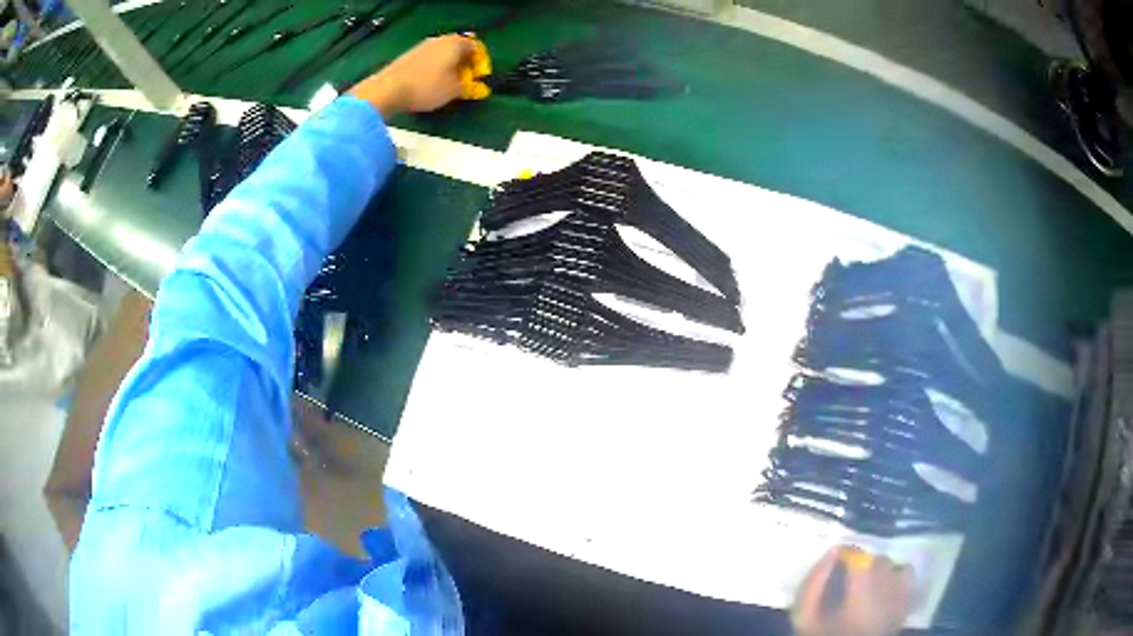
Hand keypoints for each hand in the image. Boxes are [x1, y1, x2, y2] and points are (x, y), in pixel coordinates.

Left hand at [348, 35, 486, 117]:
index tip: (479, 80)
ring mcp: (423, 46)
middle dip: (466, 65)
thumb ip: (470, 87)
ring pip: (444, 55)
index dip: (482, 65)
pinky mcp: (410, 55)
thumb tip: (478, 87)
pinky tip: (432, 83)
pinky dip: (436, 69)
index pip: (478, 48)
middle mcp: (440, 40)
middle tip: (466, 82)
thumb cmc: (427, 87)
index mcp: (456, 43)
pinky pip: (431, 60)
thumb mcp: (454, 90)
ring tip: (449, 85)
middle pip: (460, 49)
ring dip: (450, 68)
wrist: (388, 89)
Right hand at [791, 547, 913, 635]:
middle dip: (859, 564)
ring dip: (878, 569)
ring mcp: (901, 596)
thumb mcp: (805, 618)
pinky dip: (896, 575)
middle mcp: (888, 590)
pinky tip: (883, 588)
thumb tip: (830, 552)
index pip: (858, 556)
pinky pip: (907, 576)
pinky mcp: (907, 604)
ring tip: (864, 584)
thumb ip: (812, 585)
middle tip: (843, 578)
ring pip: (893, 565)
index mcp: (861, 594)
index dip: (844, 554)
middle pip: (876, 559)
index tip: (832, 559)